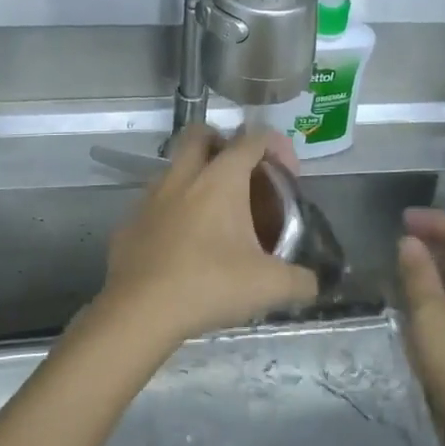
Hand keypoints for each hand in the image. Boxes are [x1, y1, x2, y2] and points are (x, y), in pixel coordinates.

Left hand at [95, 126, 317, 350]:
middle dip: (223, 143)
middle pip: (201, 134)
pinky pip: (156, 203)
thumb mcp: (269, 286)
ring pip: (175, 167)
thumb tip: (314, 283)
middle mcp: (183, 177)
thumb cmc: (209, 285)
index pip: (252, 139)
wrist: (139, 311)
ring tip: (215, 214)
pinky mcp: (130, 222)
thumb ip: (300, 281)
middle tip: (242, 174)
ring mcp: (150, 197)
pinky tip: (184, 244)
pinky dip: (173, 211)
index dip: (276, 146)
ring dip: (195, 177)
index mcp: (220, 179)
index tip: (287, 172)